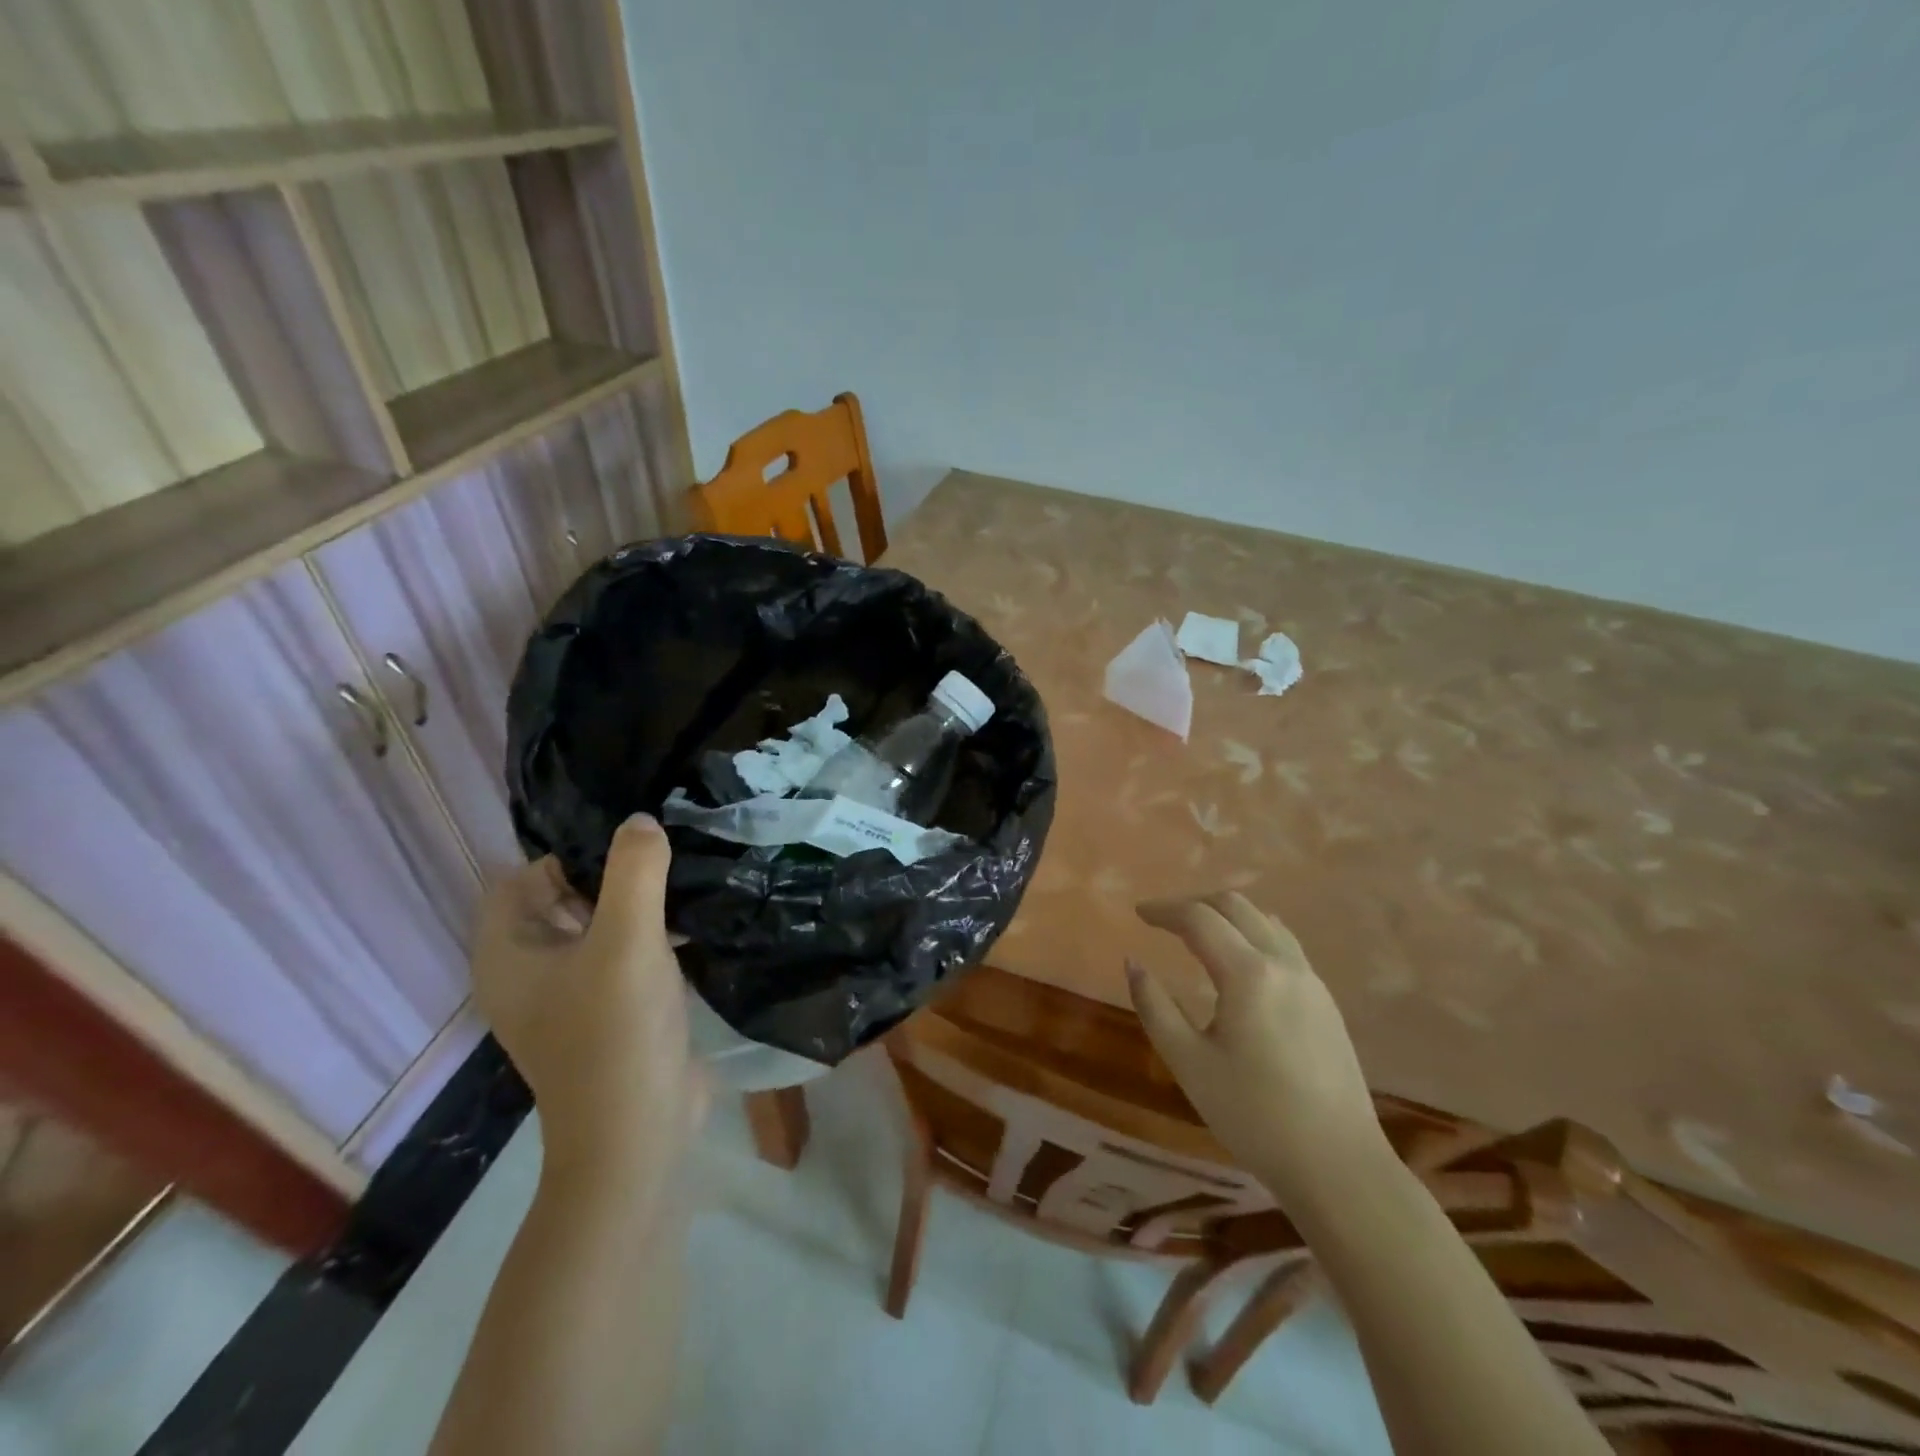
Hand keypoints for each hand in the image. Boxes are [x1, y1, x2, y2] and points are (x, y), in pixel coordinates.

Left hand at [471, 815, 705, 1178]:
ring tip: (684, 869)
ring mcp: (570, 992)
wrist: (638, 1135)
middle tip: (665, 845)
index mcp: (509, 954)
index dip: (566, 851)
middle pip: (561, 896)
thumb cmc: (616, 1033)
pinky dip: (649, 932)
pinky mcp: (608, 1008)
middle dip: (608, 871)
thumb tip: (641, 821)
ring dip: (635, 901)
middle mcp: (530, 970)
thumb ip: (634, 872)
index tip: (627, 837)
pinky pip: (622, 952)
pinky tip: (691, 916)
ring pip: (597, 924)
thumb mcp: (628, 941)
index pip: (521, 877)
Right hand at [1127, 892, 1386, 1209]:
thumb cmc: (1254, 1116)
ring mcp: (1311, 980)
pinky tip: (1240, 960)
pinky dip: (1253, 933)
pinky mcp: (1325, 1001)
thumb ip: (1154, 1007)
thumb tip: (1132, 963)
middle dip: (1195, 904)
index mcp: (1248, 974)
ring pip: (1264, 921)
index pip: (1199, 919)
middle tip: (1164, 920)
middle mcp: (1283, 963)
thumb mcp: (1189, 1063)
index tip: (1138, 914)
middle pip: (1235, 906)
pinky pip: (1284, 943)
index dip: (1164, 910)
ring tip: (1198, 933)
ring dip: (1226, 915)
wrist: (1339, 1166)